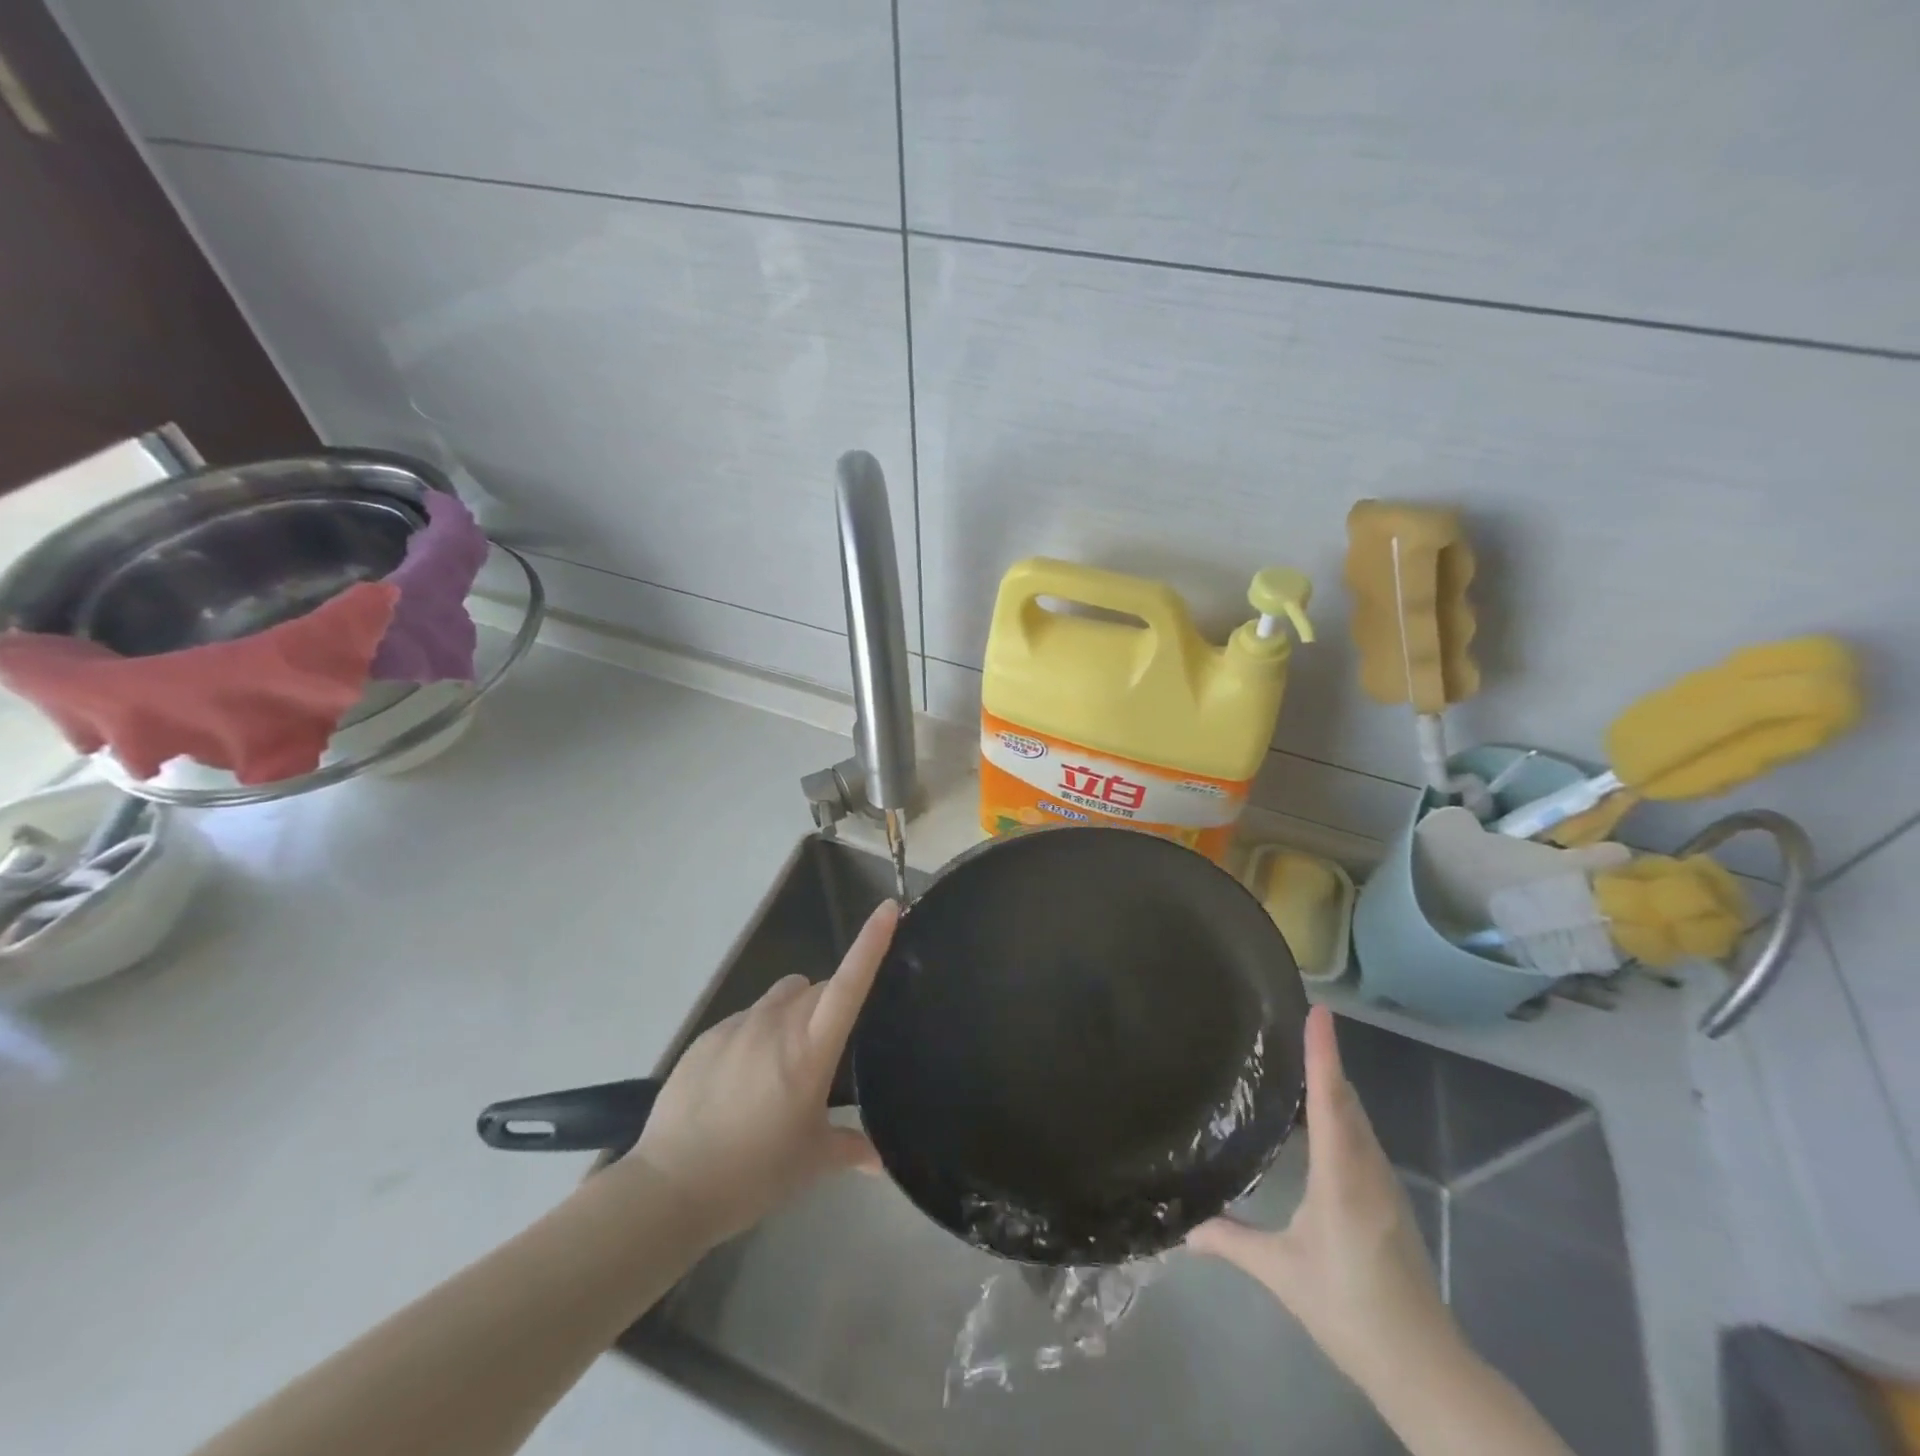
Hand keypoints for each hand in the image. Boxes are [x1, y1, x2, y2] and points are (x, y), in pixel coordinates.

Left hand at [623, 900, 897, 1243]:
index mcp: (810, 1049)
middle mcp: (776, 1024)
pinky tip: (743, 1080)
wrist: (669, 1186)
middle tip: (830, 1051)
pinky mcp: (707, 1036)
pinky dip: (758, 1034)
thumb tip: (881, 1163)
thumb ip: (851, 1149)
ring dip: (794, 1015)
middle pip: (817, 988)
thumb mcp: (811, 1162)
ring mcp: (738, 1025)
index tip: (888, 909)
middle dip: (831, 1004)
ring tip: (783, 1065)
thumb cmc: (753, 1172)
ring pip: (782, 998)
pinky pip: (747, 1019)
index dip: (871, 943)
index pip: (849, 984)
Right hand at [1188, 1004, 1461, 1394]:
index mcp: (1342, 1177)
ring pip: (1357, 1118)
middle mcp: (1367, 1169)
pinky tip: (1316, 1118)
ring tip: (1296, 1060)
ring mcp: (1384, 1183)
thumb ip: (1230, 1241)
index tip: (1318, 1011)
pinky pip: (1361, 1137)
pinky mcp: (1389, 1198)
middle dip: (1323, 1059)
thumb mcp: (1281, 1273)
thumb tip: (1180, 1227)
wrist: (1423, 1366)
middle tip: (1291, 1024)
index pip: (1330, 1100)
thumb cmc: (1348, 1309)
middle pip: (1346, 1100)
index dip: (1323, 1054)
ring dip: (1332, 1085)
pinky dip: (1339, 1111)